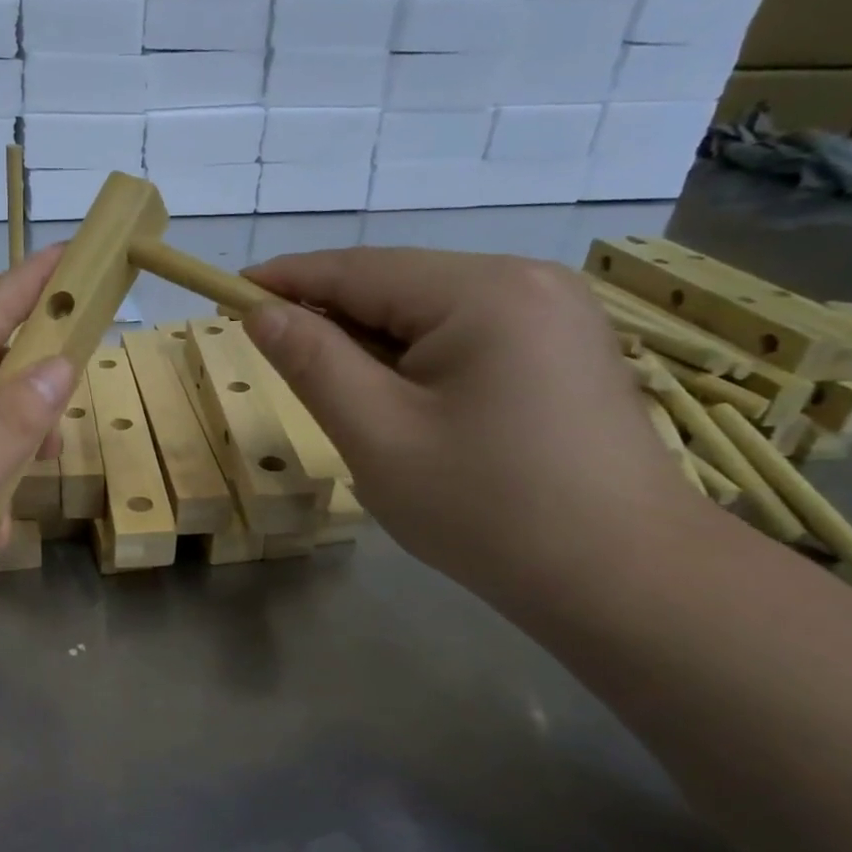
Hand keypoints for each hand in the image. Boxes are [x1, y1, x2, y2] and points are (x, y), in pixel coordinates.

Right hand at [243, 247, 707, 611]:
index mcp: (483, 291)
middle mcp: (526, 281)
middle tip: (276, 360)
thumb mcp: (378, 435)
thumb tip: (260, 312)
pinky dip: (415, 359)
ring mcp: (554, 313)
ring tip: (341, 396)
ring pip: (428, 312)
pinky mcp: (562, 348)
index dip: (286, 280)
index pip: (357, 269)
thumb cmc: (487, 509)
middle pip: (396, 286)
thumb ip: (313, 363)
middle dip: (331, 318)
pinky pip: (464, 334)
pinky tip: (403, 403)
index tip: (227, 294)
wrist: (625, 581)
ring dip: (372, 344)